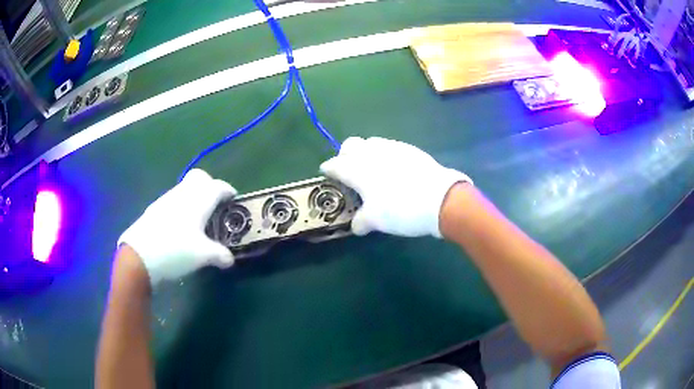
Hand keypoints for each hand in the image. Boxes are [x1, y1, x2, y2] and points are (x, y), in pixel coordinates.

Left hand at [118, 169, 235, 285]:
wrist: (139, 255)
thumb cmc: (175, 250)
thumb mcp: (202, 256)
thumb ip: (220, 255)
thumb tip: (230, 259)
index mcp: (198, 201)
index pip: (218, 186)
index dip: (228, 191)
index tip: (233, 200)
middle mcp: (183, 194)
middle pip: (199, 177)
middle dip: (210, 186)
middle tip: (215, 205)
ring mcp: (166, 199)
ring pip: (185, 188)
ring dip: (194, 196)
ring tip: (198, 219)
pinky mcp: (155, 208)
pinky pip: (173, 199)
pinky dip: (181, 206)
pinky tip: (180, 226)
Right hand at [320, 137, 471, 236]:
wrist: (440, 199)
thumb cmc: (401, 209)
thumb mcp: (376, 221)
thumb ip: (361, 221)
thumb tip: (356, 225)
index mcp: (358, 169)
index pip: (335, 164)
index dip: (328, 169)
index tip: (326, 173)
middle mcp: (371, 153)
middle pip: (350, 144)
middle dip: (345, 155)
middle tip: (349, 171)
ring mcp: (392, 147)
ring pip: (370, 142)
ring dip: (365, 153)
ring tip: (372, 169)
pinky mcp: (409, 149)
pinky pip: (389, 146)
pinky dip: (384, 154)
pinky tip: (393, 169)